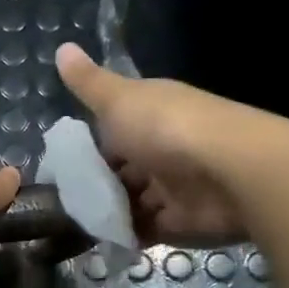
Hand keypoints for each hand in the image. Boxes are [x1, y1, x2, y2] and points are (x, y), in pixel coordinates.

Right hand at [55, 43, 269, 245]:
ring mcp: (173, 185)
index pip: (112, 130)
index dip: (86, 147)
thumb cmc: (167, 129)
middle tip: (59, 201)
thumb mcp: (119, 100)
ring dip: (107, 211)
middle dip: (94, 184)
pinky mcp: (181, 220)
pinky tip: (99, 240)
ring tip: (72, 224)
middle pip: (121, 169)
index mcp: (150, 114)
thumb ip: (88, 84)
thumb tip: (61, 47)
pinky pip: (146, 228)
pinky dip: (125, 235)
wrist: (231, 172)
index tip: (57, 166)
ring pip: (132, 200)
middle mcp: (162, 148)